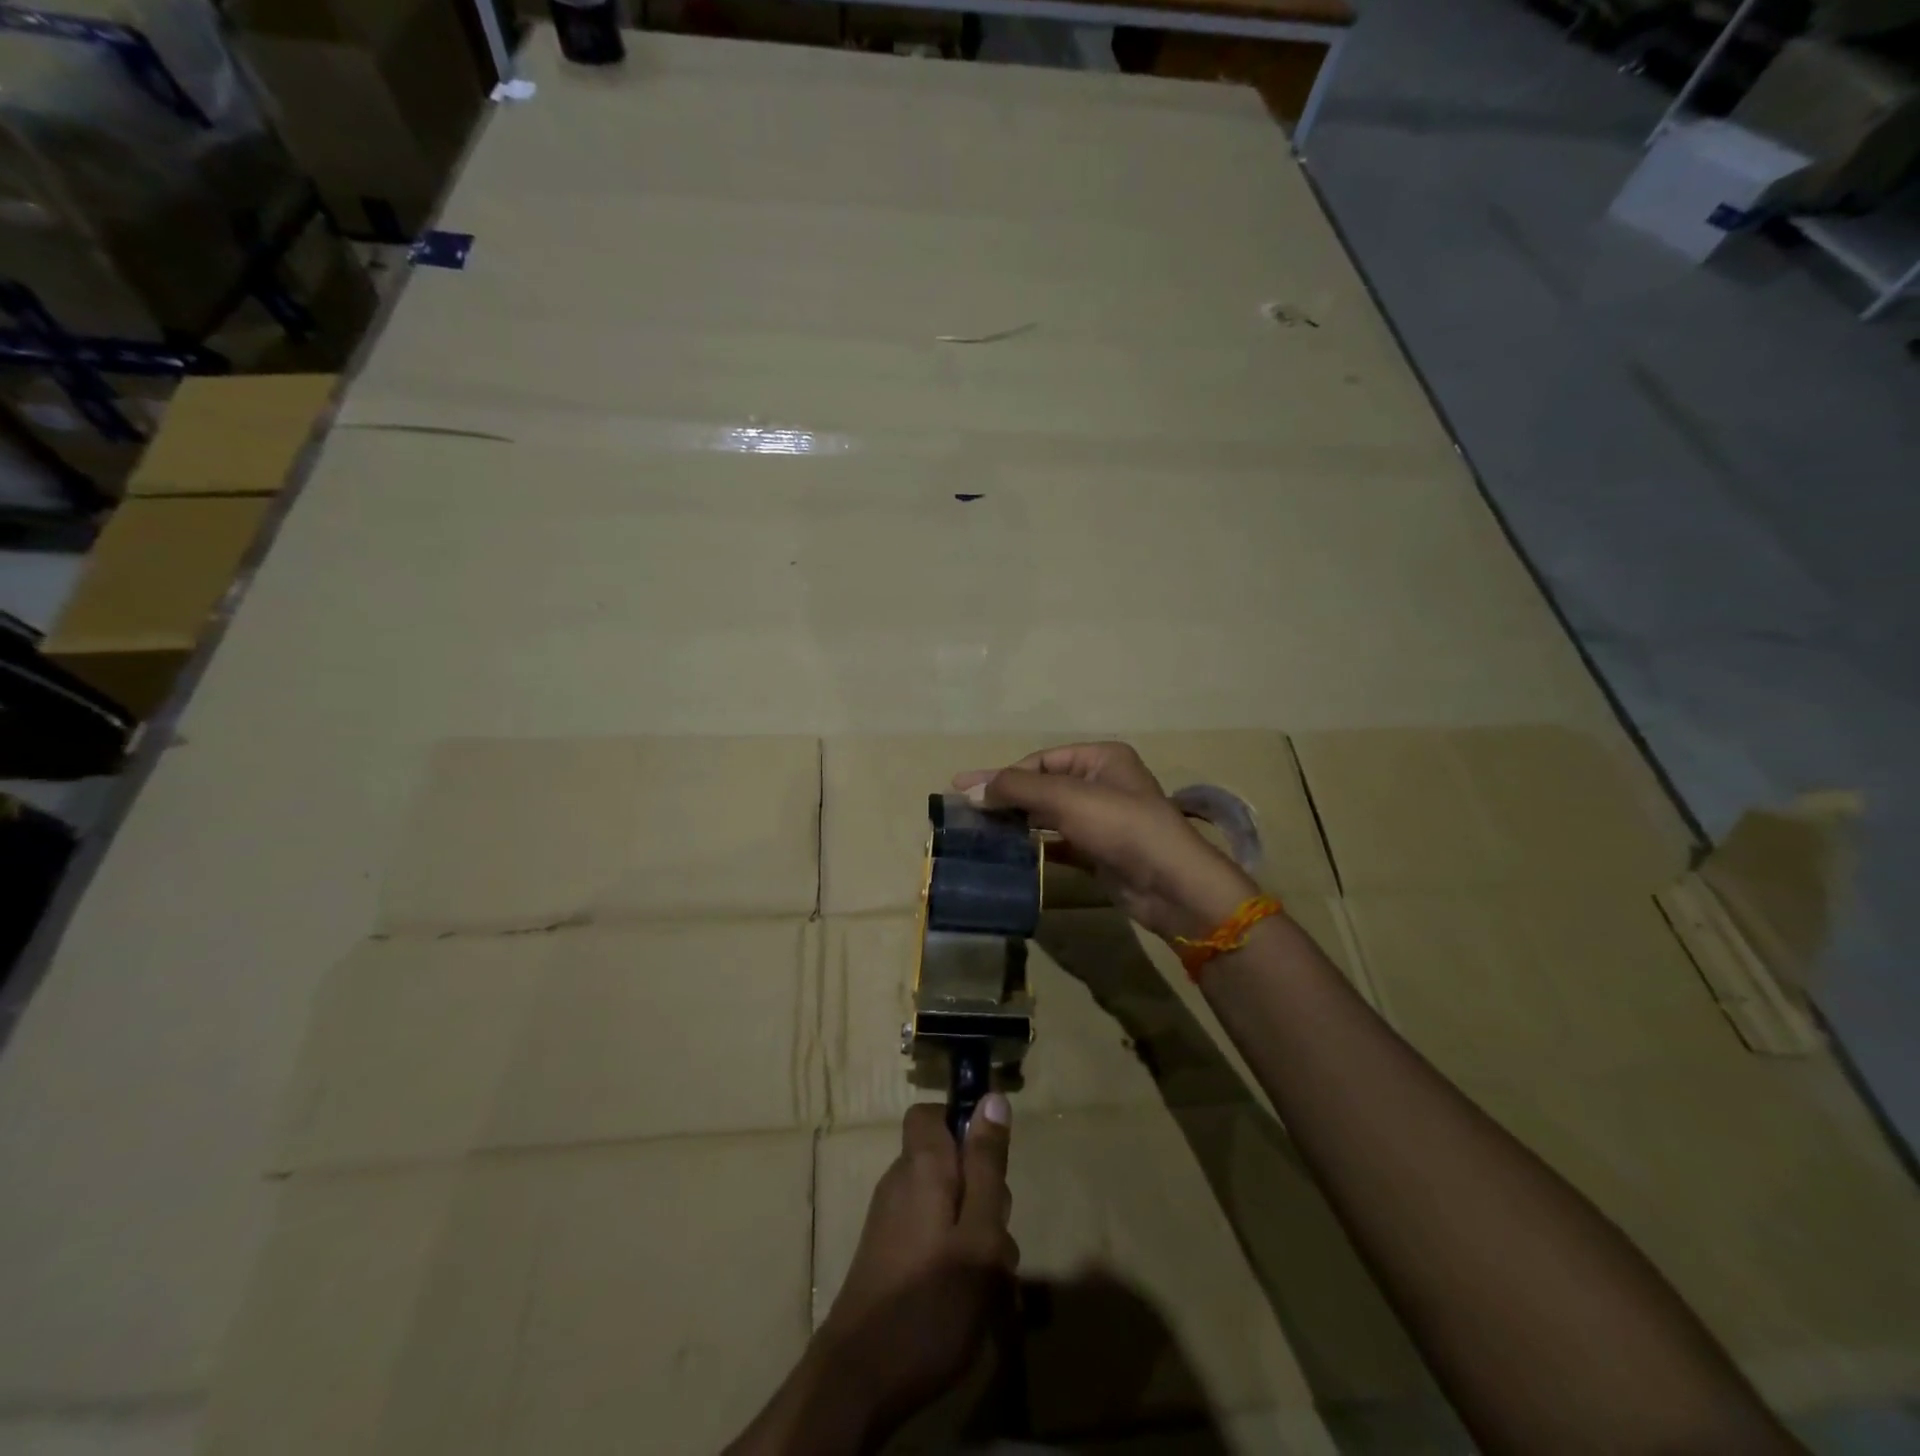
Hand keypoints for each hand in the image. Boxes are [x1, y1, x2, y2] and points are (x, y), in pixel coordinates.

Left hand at [818, 1099, 1018, 1439]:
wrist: (859, 1381)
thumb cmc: (930, 1302)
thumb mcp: (978, 1234)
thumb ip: (987, 1166)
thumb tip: (992, 1098)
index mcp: (921, 1165)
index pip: (930, 1113)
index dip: (963, 1125)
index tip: (992, 1163)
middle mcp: (900, 1183)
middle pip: (949, 1164)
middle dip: (984, 1195)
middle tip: (997, 1243)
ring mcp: (890, 1221)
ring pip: (946, 1205)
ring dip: (975, 1235)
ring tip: (991, 1286)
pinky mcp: (888, 1257)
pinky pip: (931, 1236)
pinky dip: (955, 1258)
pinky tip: (971, 1302)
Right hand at [953, 741, 1256, 941]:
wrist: (1170, 884)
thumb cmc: (1120, 826)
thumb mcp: (1066, 798)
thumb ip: (1018, 788)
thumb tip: (972, 788)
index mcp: (1102, 758)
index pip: (1041, 760)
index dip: (1003, 774)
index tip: (963, 789)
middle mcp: (1102, 783)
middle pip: (1043, 786)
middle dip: (1006, 797)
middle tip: (964, 810)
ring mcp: (1102, 820)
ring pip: (1049, 815)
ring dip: (1017, 821)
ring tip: (979, 831)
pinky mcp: (1099, 852)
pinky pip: (1059, 843)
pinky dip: (1035, 845)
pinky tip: (1009, 852)